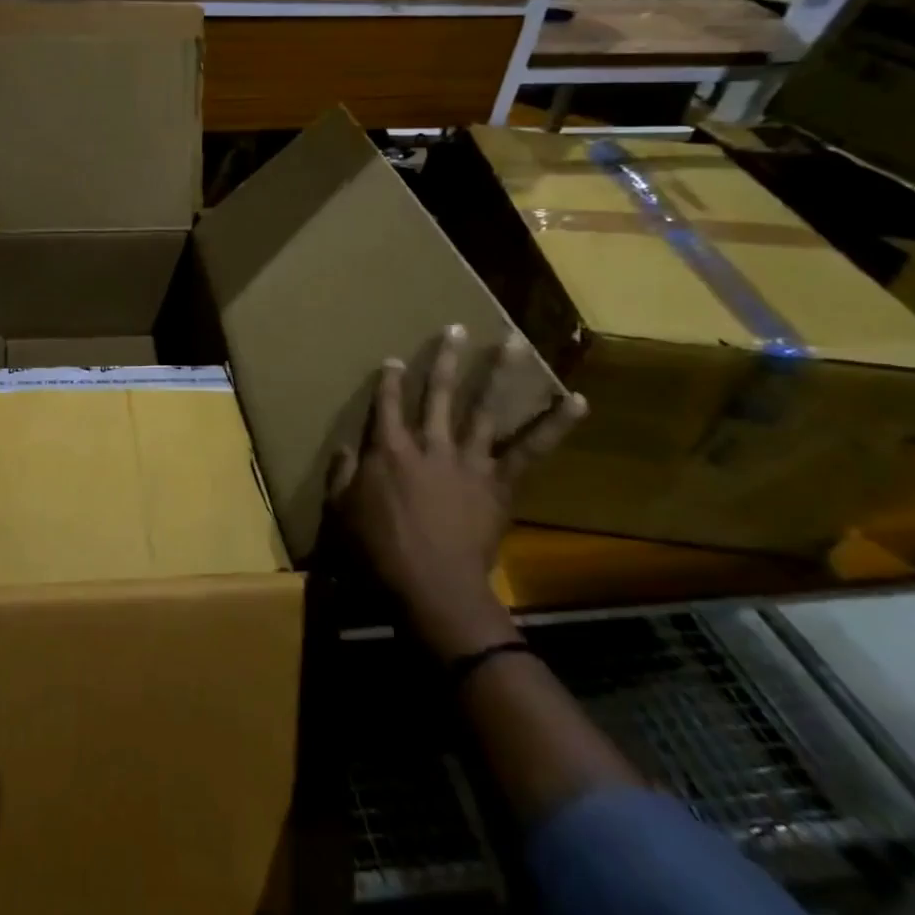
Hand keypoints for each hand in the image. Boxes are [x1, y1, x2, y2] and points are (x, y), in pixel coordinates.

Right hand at [328, 327, 585, 660]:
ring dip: (499, 372)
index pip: (386, 404)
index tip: (393, 360)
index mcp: (387, 450)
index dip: (388, 381)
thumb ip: (340, 476)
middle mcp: (428, 444)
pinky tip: (576, 400)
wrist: (431, 586)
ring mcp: (467, 459)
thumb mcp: (339, 512)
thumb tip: (347, 449)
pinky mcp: (498, 481)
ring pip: (483, 407)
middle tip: (456, 329)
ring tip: (513, 340)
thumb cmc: (377, 551)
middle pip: (437, 393)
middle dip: (445, 359)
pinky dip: (553, 424)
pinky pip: (529, 449)